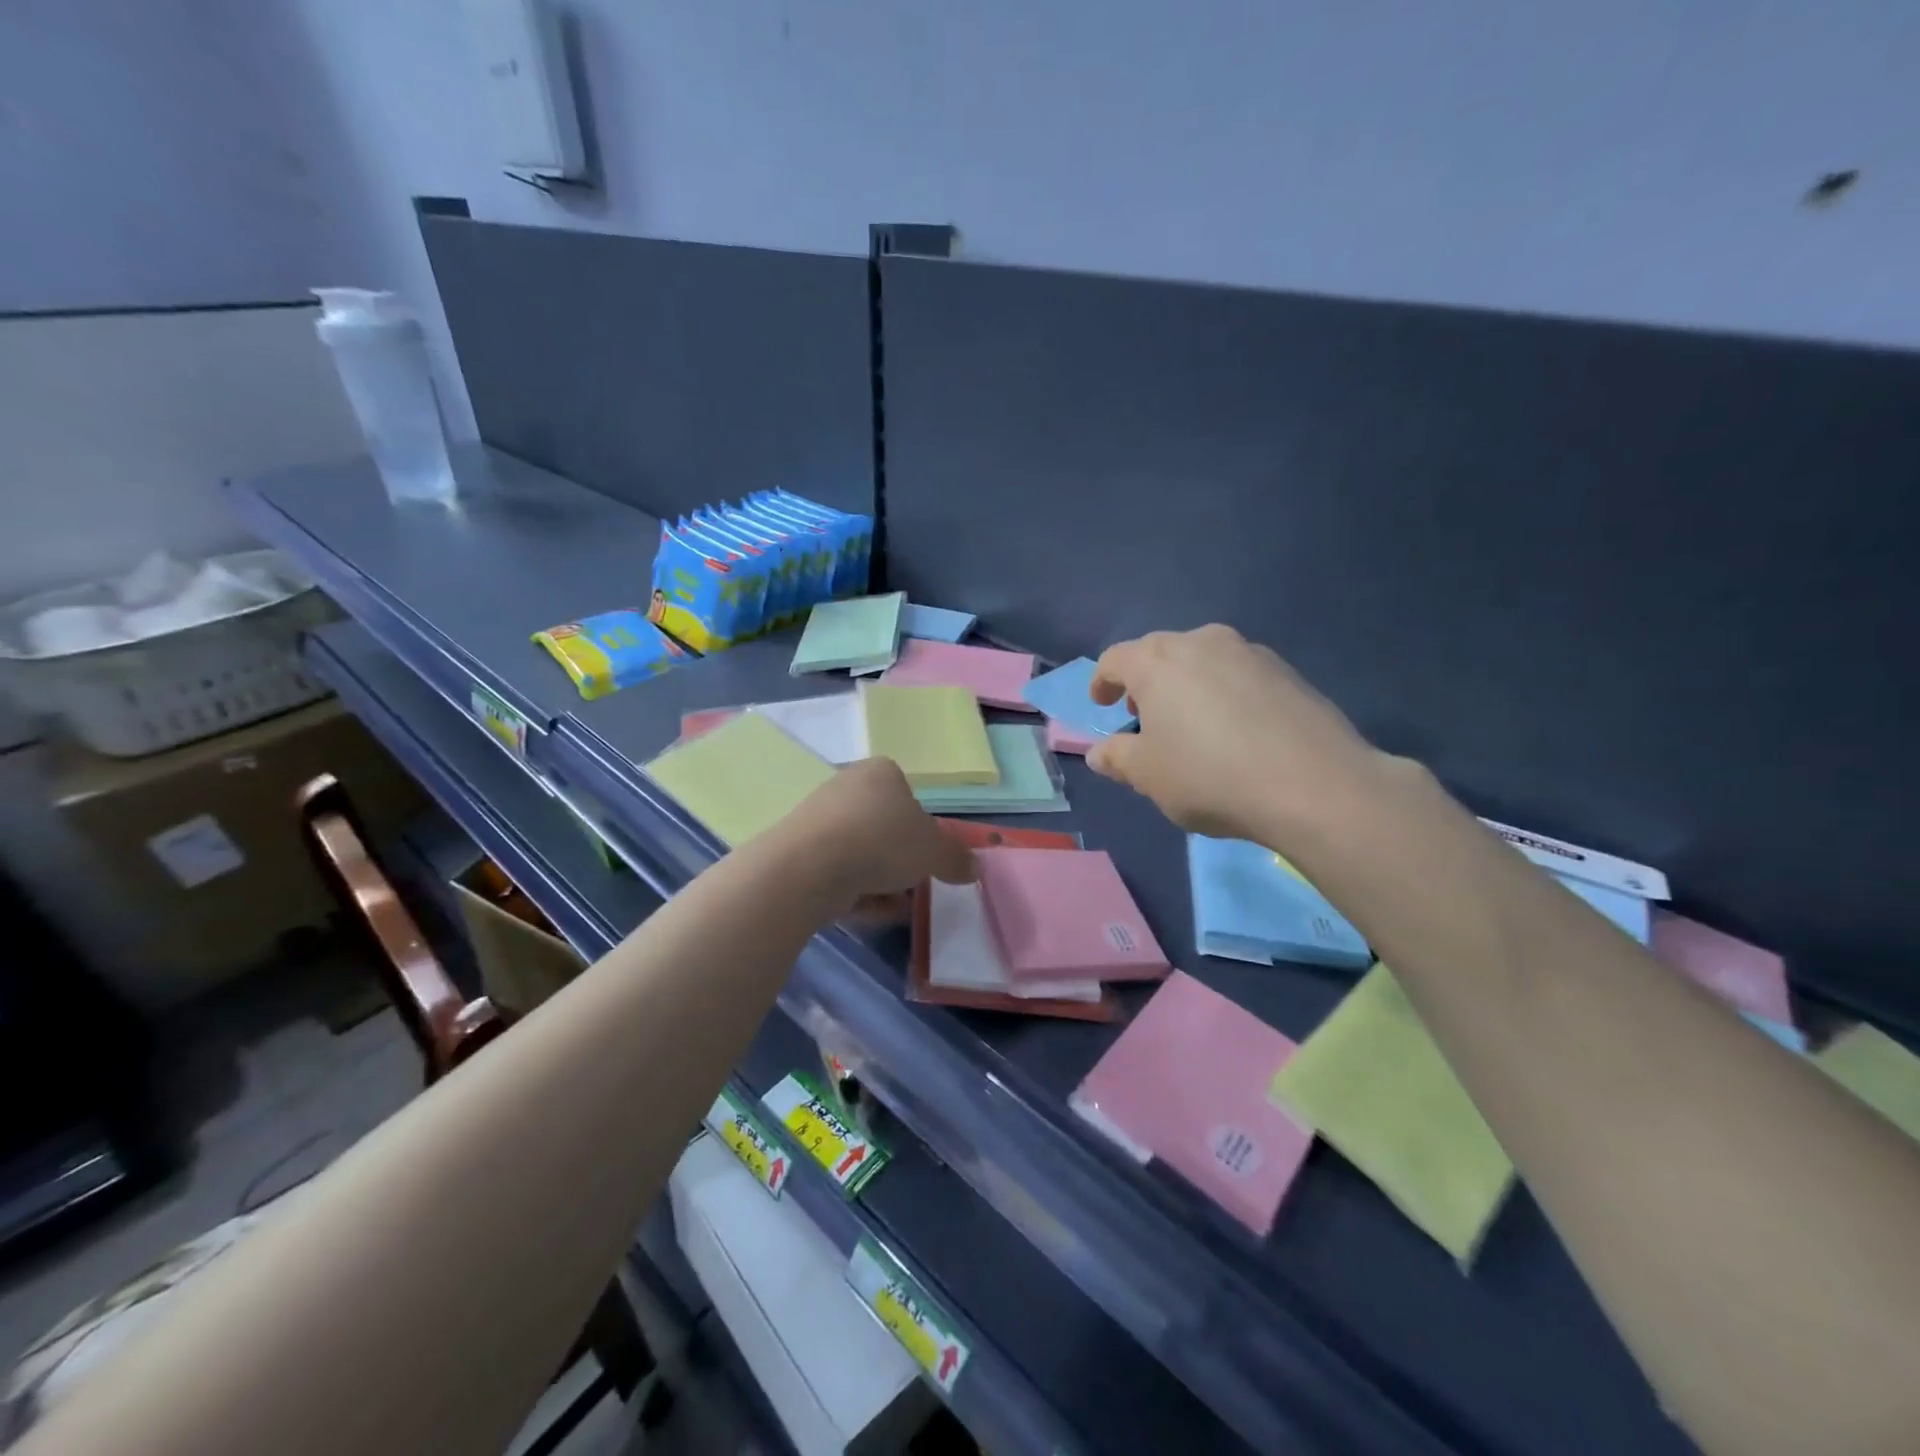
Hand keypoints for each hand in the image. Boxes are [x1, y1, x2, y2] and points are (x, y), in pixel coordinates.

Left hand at [775, 757, 976, 911]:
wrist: (809, 867)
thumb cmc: (881, 841)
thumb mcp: (934, 851)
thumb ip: (956, 858)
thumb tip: (975, 867)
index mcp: (881, 773)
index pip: (909, 796)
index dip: (924, 830)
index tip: (930, 858)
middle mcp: (847, 787)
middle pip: (885, 828)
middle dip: (902, 862)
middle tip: (915, 887)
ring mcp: (819, 819)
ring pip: (862, 854)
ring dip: (881, 883)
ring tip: (895, 908)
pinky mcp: (799, 852)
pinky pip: (837, 872)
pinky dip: (854, 892)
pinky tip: (866, 913)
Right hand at [1086, 624, 1384, 842]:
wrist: (1314, 785)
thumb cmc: (1209, 776)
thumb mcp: (1148, 776)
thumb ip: (1116, 758)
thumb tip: (1099, 753)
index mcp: (1157, 662)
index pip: (1115, 659)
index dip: (1102, 681)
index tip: (1102, 704)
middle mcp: (1201, 642)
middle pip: (1160, 652)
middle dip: (1145, 681)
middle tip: (1144, 715)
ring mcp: (1250, 652)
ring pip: (1202, 659)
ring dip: (1187, 684)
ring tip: (1192, 723)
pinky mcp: (1287, 671)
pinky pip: (1239, 674)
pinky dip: (1225, 692)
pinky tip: (1236, 730)